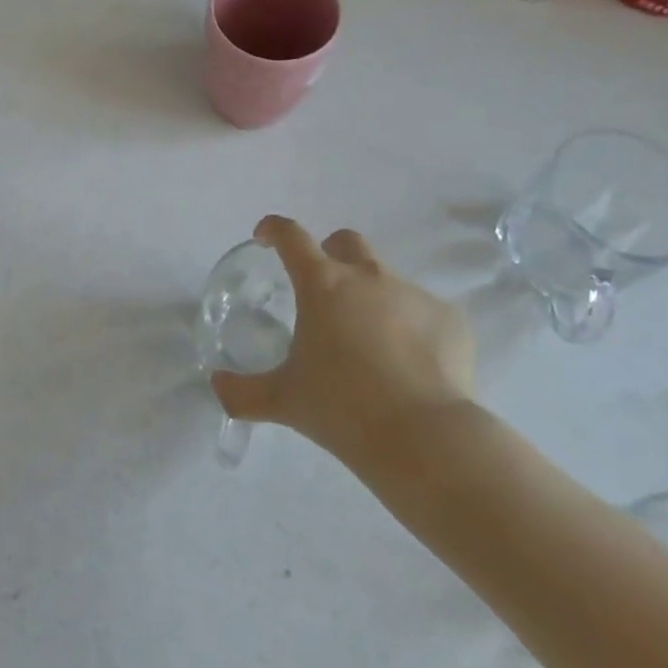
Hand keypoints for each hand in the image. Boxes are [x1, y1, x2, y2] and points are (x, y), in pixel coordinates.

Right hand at [211, 216, 473, 463]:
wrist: (425, 438)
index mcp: (322, 284)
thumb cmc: (342, 408)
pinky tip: (412, 367)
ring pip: (387, 281)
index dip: (274, 230)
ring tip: (371, 346)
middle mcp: (368, 277)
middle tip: (323, 289)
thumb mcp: (283, 400)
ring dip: (373, 299)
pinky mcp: (451, 320)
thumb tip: (216, 386)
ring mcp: (414, 294)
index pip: (290, 236)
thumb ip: (243, 392)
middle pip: (346, 242)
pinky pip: (425, 314)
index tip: (265, 237)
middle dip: (331, 253)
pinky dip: (413, 329)